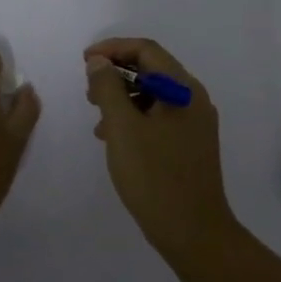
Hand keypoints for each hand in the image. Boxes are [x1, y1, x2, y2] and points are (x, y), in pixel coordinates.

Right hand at [84, 38, 234, 253]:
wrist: (193, 232)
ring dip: (123, 98)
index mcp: (184, 89)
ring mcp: (195, 123)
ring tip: (97, 118)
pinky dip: (135, 118)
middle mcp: (194, 99)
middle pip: (153, 70)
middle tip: (88, 91)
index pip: (147, 50)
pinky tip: (114, 139)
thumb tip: (99, 62)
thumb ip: (108, 89)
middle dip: (117, 74)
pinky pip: (160, 117)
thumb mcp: (123, 129)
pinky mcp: (191, 145)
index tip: (85, 61)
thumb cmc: (155, 176)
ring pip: (154, 95)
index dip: (113, 49)